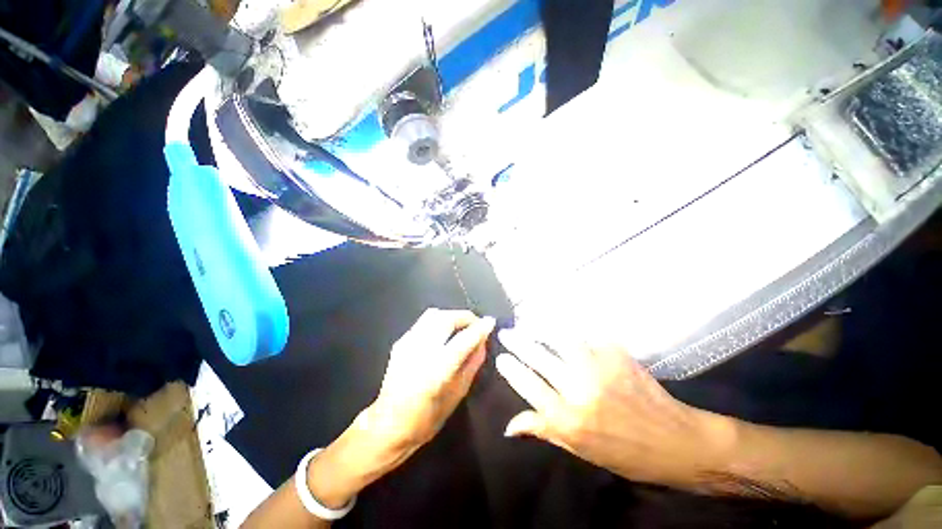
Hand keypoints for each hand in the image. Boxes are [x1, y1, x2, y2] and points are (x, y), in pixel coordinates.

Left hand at [362, 309, 495, 459]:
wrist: (389, 425)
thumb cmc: (427, 418)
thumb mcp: (458, 394)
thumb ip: (473, 363)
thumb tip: (483, 342)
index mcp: (436, 370)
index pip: (464, 340)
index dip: (480, 328)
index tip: (490, 322)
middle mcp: (420, 351)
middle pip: (446, 318)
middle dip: (465, 317)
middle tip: (476, 324)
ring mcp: (407, 344)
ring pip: (433, 315)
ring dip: (452, 316)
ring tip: (462, 327)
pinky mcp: (400, 342)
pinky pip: (423, 322)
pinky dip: (439, 321)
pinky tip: (444, 334)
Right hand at [495, 330, 731, 487]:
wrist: (678, 443)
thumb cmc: (626, 454)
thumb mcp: (581, 450)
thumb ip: (544, 430)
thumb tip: (509, 426)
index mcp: (569, 419)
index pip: (529, 386)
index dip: (511, 369)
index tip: (501, 357)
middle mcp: (580, 390)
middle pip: (539, 358)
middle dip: (518, 342)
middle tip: (507, 333)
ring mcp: (600, 368)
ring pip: (561, 339)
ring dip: (542, 329)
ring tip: (530, 322)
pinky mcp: (617, 355)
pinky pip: (588, 337)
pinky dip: (574, 331)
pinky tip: (565, 325)